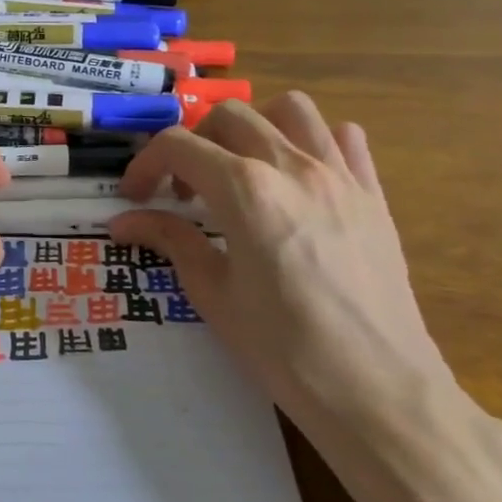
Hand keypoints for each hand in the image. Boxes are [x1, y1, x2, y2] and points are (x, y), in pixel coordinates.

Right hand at [110, 94, 458, 448]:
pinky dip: (315, 142)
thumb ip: (170, 241)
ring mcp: (340, 176)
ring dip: (253, 127)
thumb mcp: (213, 294)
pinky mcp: (373, 196)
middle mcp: (292, 167)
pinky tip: (298, 179)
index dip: (145, 164)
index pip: (178, 146)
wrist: (378, 391)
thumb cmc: (284, 349)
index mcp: (245, 190)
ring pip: (291, 109)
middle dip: (193, 143)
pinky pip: (345, 139)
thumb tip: (123, 222)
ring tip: (240, 168)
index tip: (134, 195)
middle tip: (183, 191)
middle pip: (228, 116)